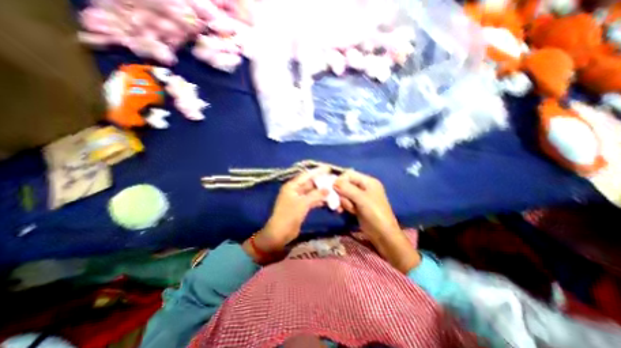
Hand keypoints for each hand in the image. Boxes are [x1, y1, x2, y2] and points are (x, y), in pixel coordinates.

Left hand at [242, 166, 329, 263]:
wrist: (280, 233)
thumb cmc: (289, 215)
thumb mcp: (303, 204)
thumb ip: (316, 195)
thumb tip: (328, 189)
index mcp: (292, 186)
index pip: (306, 175)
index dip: (317, 171)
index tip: (328, 168)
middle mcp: (295, 190)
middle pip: (310, 183)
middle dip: (321, 182)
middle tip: (333, 180)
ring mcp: (298, 198)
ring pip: (312, 192)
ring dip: (322, 192)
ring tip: (333, 190)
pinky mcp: (301, 206)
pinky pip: (312, 200)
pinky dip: (319, 200)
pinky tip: (328, 200)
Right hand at [335, 170, 422, 272]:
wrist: (383, 234)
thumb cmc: (375, 213)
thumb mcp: (361, 199)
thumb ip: (347, 189)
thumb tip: (333, 182)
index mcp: (368, 181)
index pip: (350, 174)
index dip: (340, 180)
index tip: (333, 188)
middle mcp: (364, 187)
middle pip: (346, 184)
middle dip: (342, 193)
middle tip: (340, 201)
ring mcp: (360, 197)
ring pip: (344, 194)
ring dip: (343, 201)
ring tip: (349, 209)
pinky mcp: (357, 206)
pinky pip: (346, 201)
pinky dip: (345, 206)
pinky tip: (345, 211)